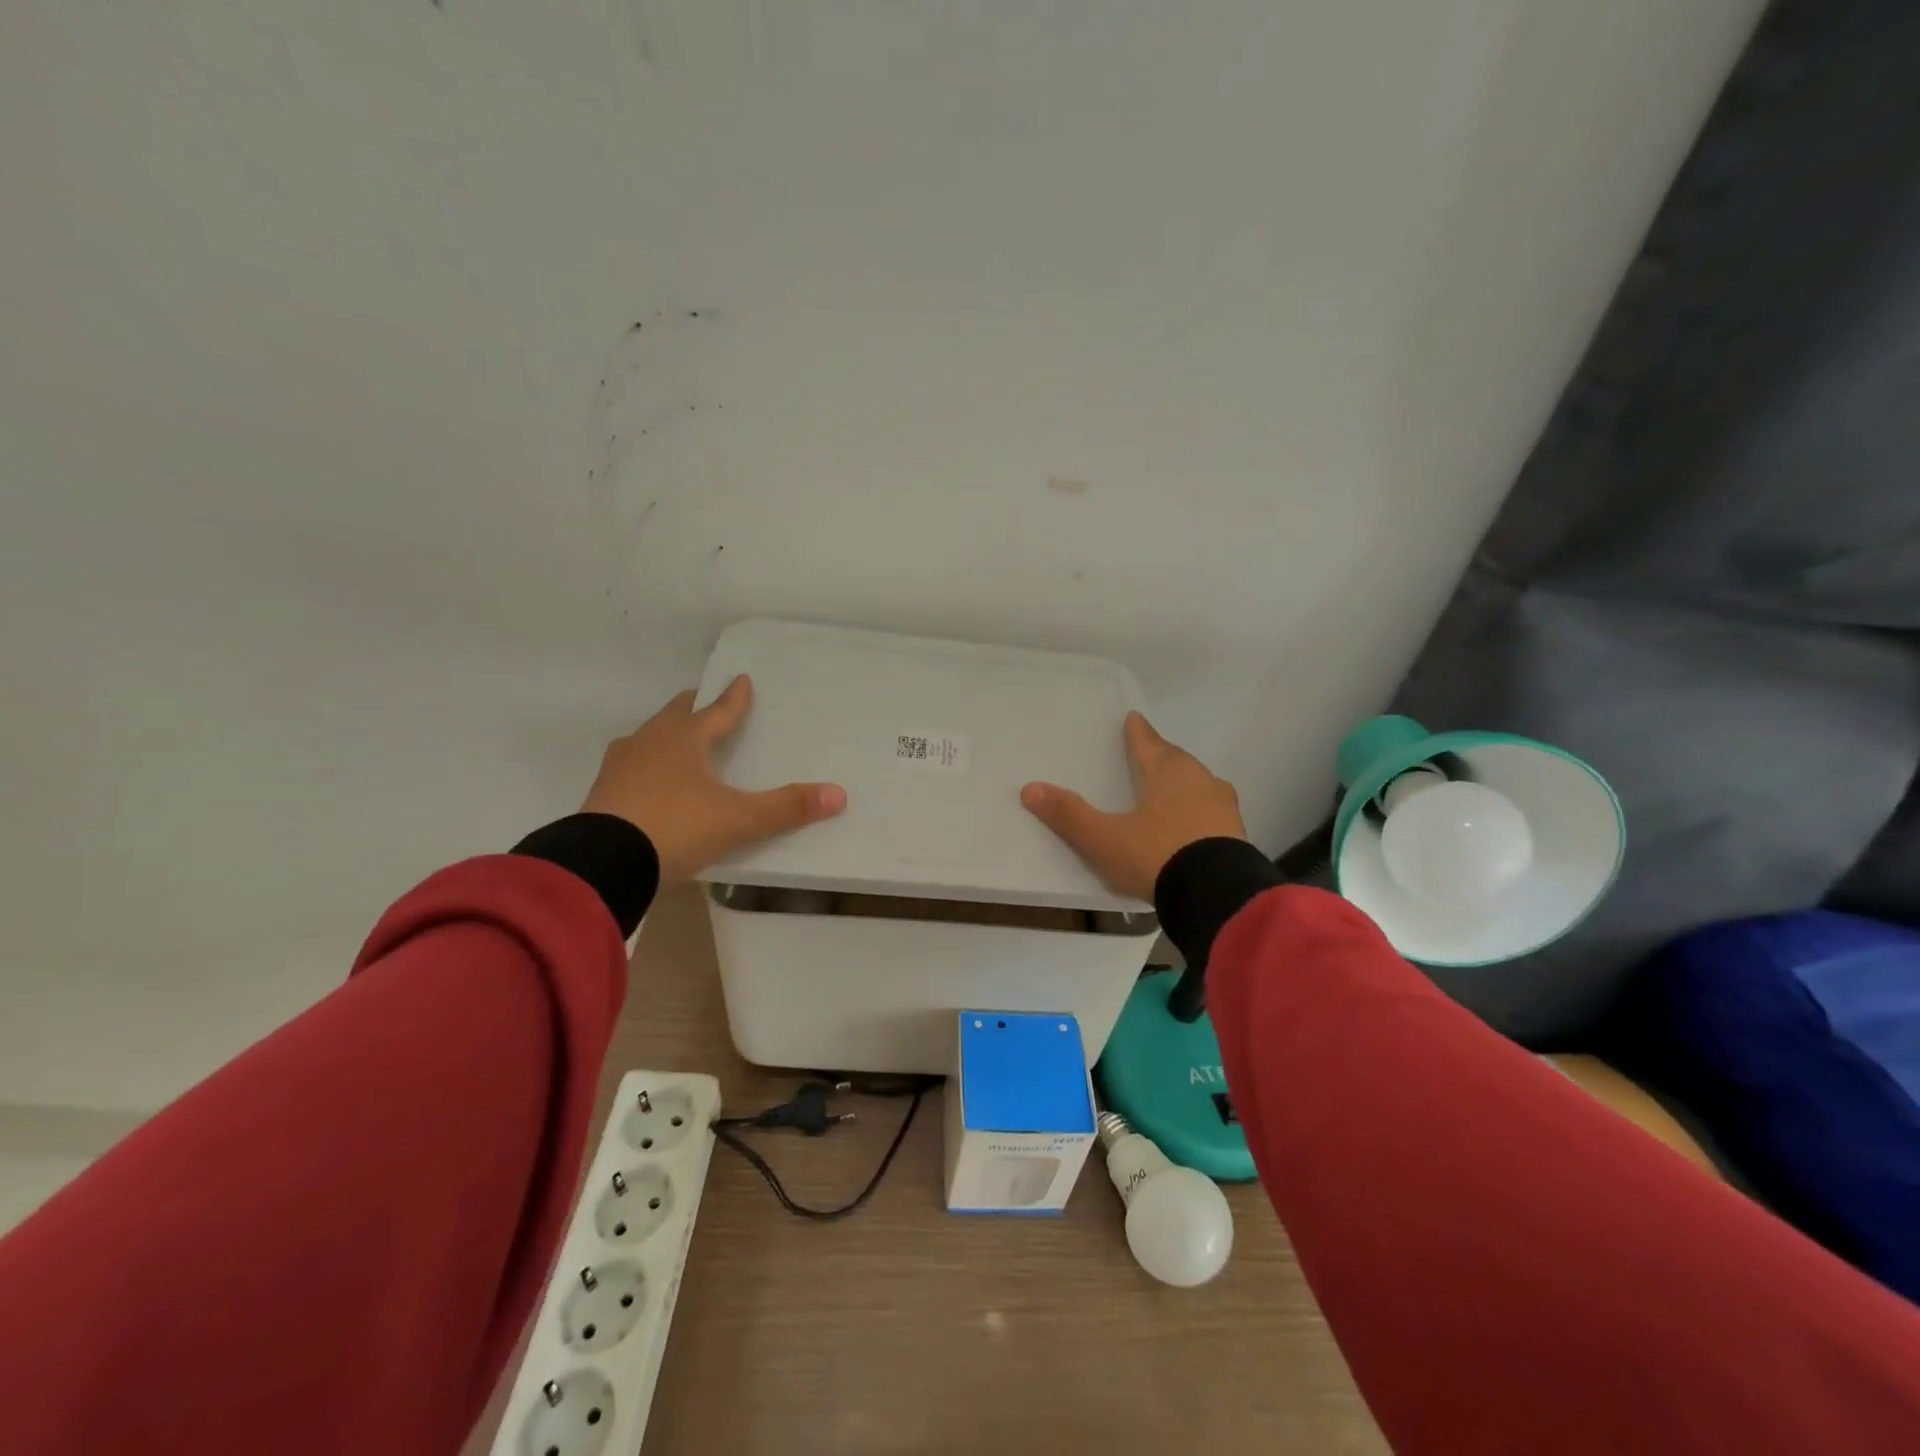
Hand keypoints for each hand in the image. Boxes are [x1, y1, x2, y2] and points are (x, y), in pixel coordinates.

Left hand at [581, 676, 846, 882]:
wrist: (602, 863)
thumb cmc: (676, 828)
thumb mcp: (738, 820)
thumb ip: (786, 808)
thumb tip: (839, 794)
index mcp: (685, 739)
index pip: (717, 712)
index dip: (734, 698)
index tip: (742, 679)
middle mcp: (650, 742)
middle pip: (677, 715)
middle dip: (694, 708)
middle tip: (706, 703)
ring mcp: (620, 766)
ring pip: (648, 738)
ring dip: (666, 734)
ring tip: (677, 739)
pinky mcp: (602, 792)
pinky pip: (630, 766)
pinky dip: (645, 764)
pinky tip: (647, 779)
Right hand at [1021, 711, 1246, 901]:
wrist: (1216, 894)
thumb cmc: (1156, 855)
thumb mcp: (1104, 838)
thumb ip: (1069, 814)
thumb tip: (1030, 788)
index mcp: (1167, 772)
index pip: (1148, 743)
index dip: (1137, 732)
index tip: (1133, 718)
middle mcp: (1199, 780)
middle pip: (1176, 760)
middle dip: (1161, 756)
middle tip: (1149, 753)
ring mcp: (1223, 806)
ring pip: (1199, 784)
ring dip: (1184, 783)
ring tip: (1170, 789)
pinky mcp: (1237, 833)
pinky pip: (1212, 811)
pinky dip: (1199, 810)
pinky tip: (1192, 824)